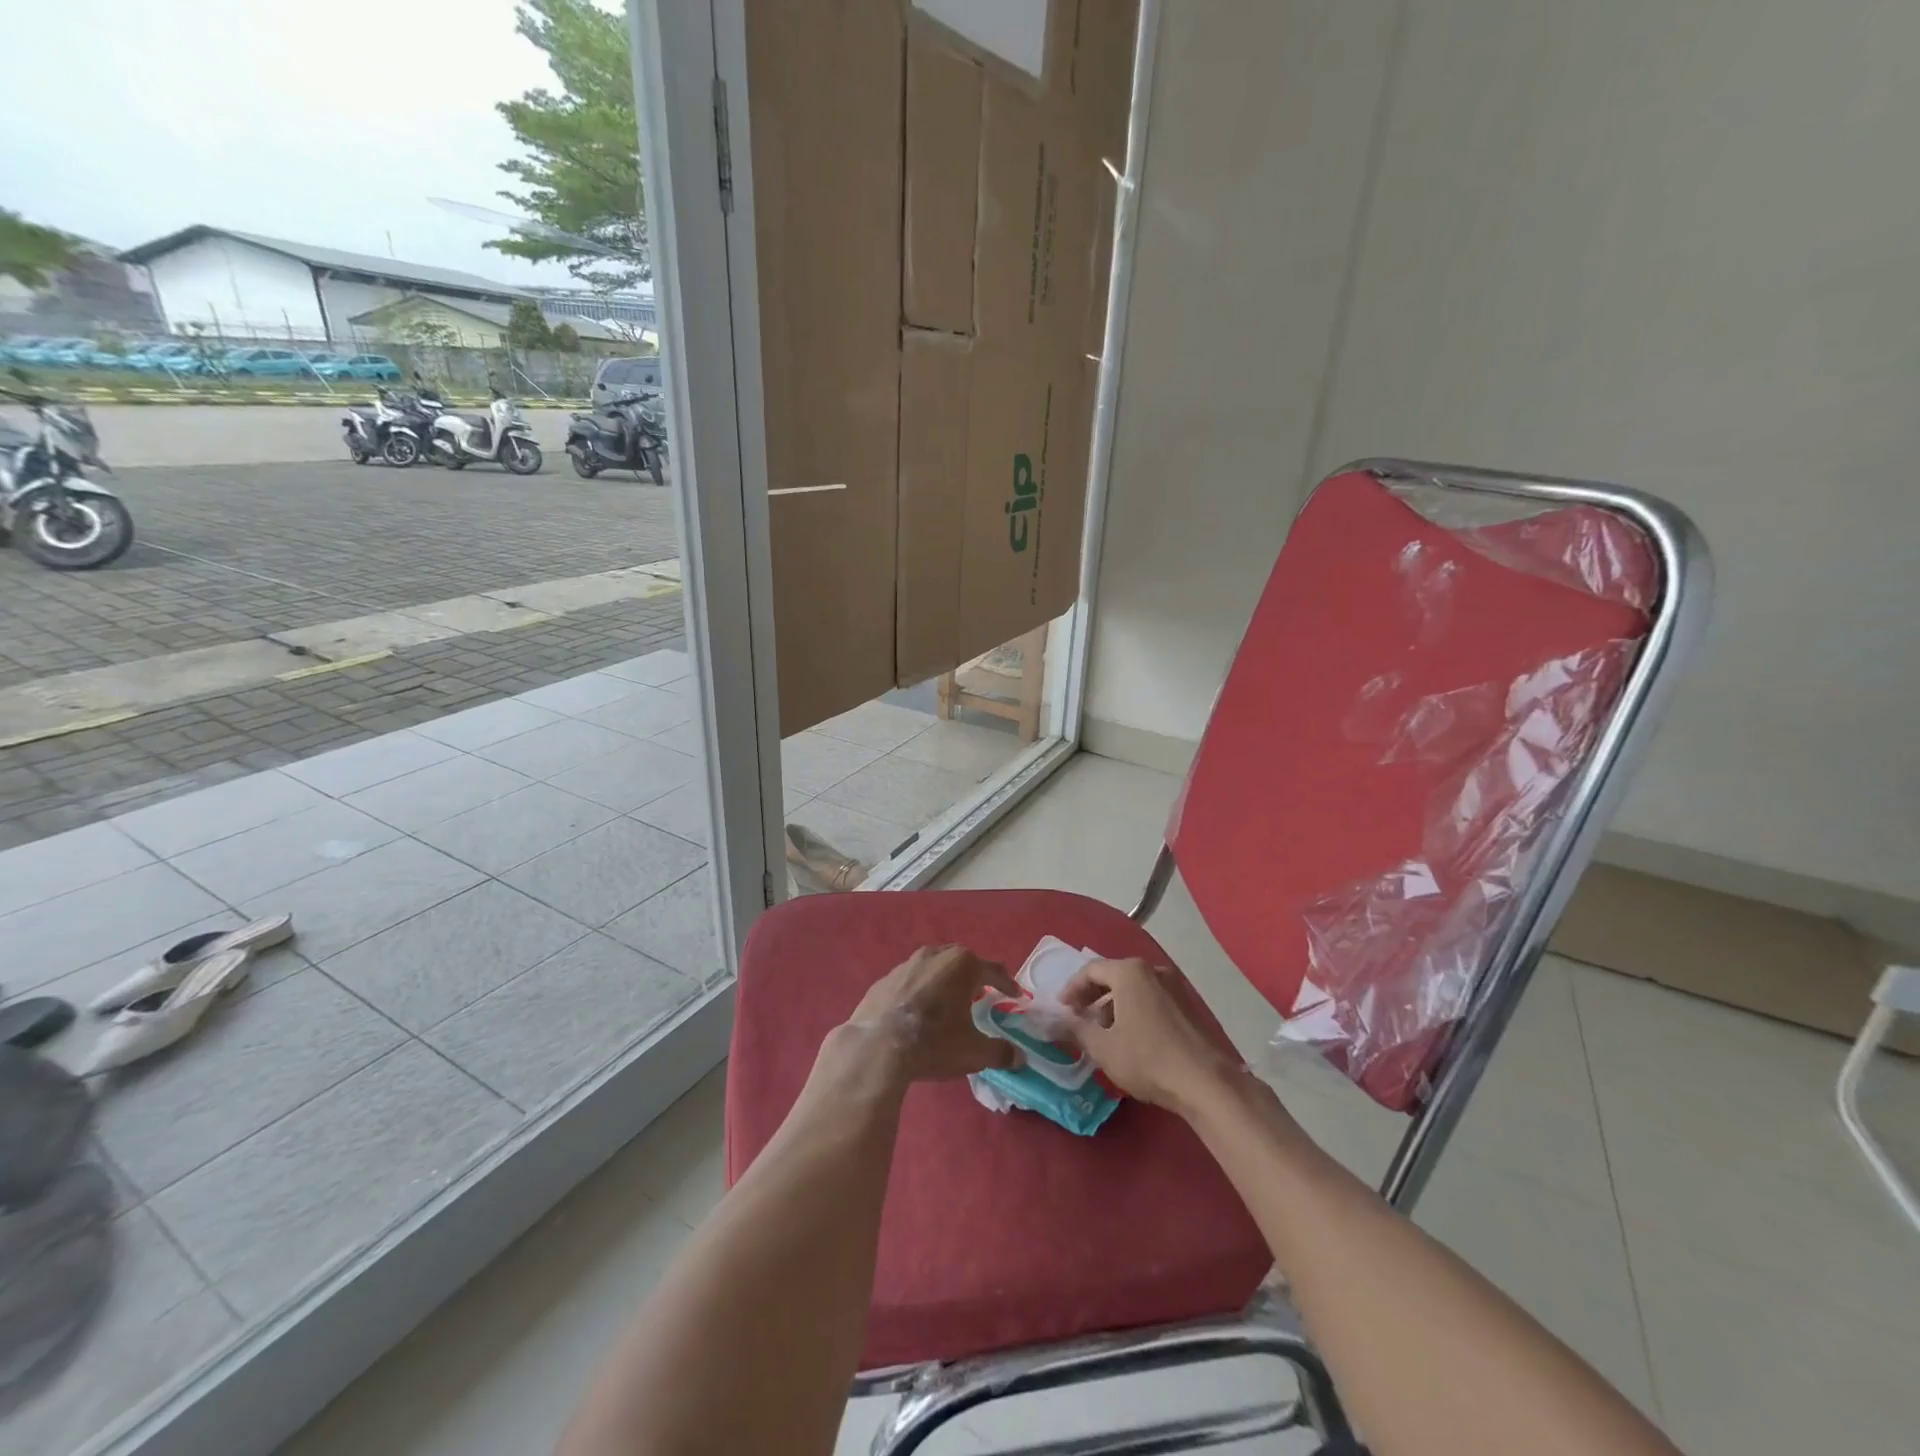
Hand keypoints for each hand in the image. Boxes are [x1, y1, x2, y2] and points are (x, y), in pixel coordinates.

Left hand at [845, 945, 1020, 1083]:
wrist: (876, 1047)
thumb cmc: (934, 1042)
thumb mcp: (974, 1052)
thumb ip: (1000, 1052)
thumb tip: (1019, 1057)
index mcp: (963, 965)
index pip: (993, 970)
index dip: (1007, 984)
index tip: (1015, 996)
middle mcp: (935, 955)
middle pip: (962, 961)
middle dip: (974, 976)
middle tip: (982, 993)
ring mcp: (906, 964)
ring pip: (934, 967)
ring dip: (945, 981)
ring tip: (949, 1001)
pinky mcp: (884, 980)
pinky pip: (910, 981)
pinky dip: (919, 991)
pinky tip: (918, 1011)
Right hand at [1060, 958, 1234, 1116]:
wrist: (1205, 1082)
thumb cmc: (1147, 1058)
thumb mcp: (1102, 1048)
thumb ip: (1077, 1029)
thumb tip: (1060, 1021)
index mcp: (1129, 972)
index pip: (1090, 970)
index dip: (1072, 989)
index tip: (1062, 1009)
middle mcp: (1152, 970)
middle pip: (1113, 976)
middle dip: (1092, 996)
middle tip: (1079, 1018)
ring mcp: (1174, 986)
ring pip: (1134, 989)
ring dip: (1113, 1005)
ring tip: (1103, 1032)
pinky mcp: (1187, 1006)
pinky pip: (1151, 999)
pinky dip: (1134, 1011)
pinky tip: (1130, 1037)